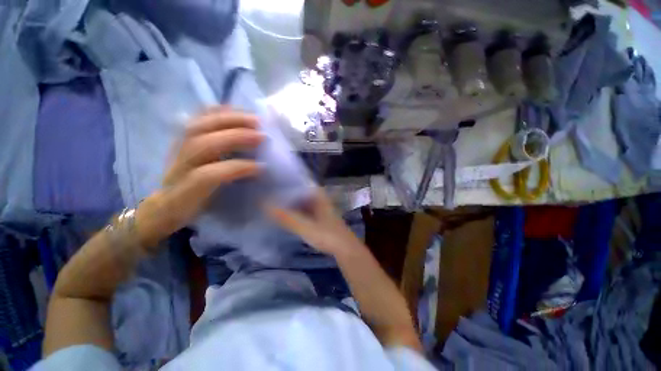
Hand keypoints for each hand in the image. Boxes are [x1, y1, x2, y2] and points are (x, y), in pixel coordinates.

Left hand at [136, 107, 263, 246]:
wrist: (164, 203)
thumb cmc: (193, 208)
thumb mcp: (211, 209)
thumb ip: (231, 194)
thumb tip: (258, 174)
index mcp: (185, 190)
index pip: (210, 174)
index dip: (238, 168)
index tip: (262, 167)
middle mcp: (178, 166)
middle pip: (204, 144)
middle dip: (236, 137)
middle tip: (262, 135)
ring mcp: (177, 149)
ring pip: (199, 127)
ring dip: (229, 120)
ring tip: (253, 119)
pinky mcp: (179, 138)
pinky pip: (195, 119)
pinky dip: (214, 111)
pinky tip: (231, 109)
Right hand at [265, 188, 366, 257]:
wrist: (345, 249)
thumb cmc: (327, 235)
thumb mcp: (305, 227)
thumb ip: (286, 218)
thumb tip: (265, 206)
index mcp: (318, 196)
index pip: (301, 182)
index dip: (287, 180)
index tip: (272, 180)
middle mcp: (319, 199)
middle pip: (300, 192)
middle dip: (286, 192)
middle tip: (268, 191)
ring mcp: (320, 209)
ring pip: (302, 202)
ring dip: (290, 202)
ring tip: (272, 201)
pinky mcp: (319, 218)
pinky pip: (305, 211)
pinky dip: (295, 211)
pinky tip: (285, 214)